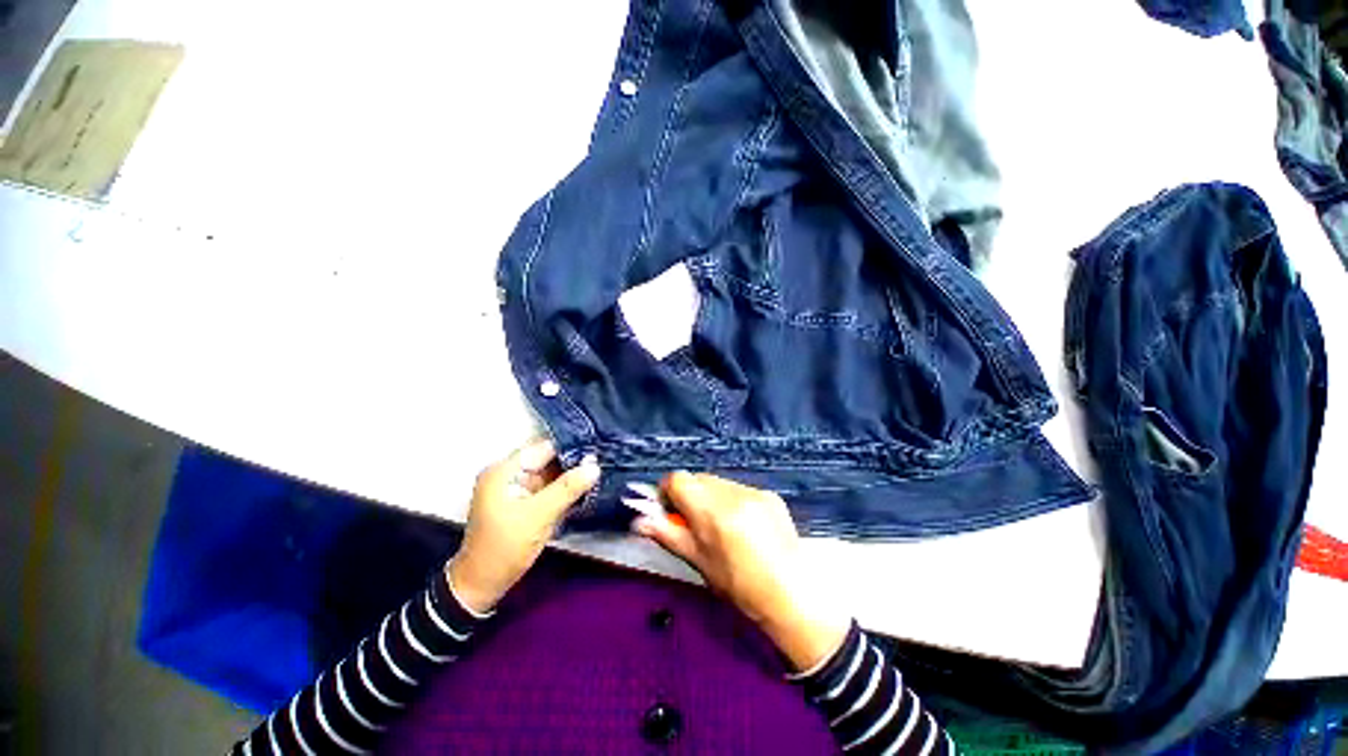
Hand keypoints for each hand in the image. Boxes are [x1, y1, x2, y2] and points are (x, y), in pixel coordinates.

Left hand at [447, 439, 599, 613]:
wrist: (483, 585)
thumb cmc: (505, 548)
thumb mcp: (539, 516)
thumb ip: (568, 488)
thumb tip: (595, 466)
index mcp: (504, 470)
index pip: (544, 448)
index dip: (571, 447)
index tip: (598, 450)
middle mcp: (509, 473)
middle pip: (548, 459)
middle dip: (574, 462)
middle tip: (603, 461)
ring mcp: (516, 487)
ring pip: (551, 473)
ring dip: (571, 475)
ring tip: (599, 473)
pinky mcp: (524, 501)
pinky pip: (548, 487)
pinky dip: (565, 488)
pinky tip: (585, 487)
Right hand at [633, 472, 849, 671]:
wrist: (792, 595)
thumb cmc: (739, 587)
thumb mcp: (698, 562)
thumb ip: (668, 534)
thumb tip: (638, 521)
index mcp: (712, 511)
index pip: (678, 478)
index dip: (668, 492)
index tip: (670, 511)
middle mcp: (733, 493)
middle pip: (698, 478)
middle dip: (690, 494)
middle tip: (694, 521)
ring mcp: (754, 491)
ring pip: (718, 482)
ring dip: (711, 496)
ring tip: (721, 525)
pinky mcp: (770, 494)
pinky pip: (739, 488)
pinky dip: (732, 500)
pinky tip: (743, 525)